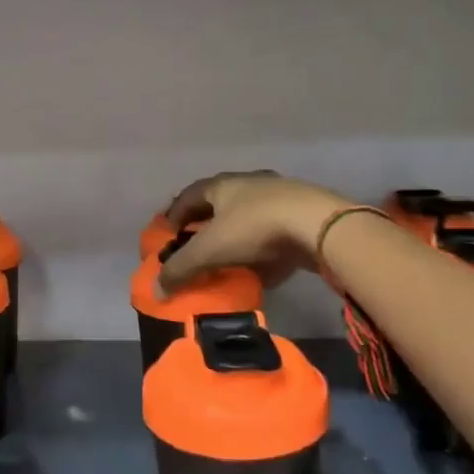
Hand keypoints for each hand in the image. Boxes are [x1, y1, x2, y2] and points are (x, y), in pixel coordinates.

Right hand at [159, 171, 348, 293]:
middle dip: (204, 224)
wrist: (318, 225)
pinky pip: (272, 231)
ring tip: (225, 257)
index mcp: (222, 185)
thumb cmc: (254, 228)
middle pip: (218, 203)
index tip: (167, 233)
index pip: (189, 195)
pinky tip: (259, 265)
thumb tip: (156, 289)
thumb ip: (181, 269)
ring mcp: (278, 197)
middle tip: (194, 245)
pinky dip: (260, 247)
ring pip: (247, 215)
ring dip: (234, 234)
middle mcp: (248, 184)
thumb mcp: (210, 250)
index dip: (174, 213)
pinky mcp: (301, 215)